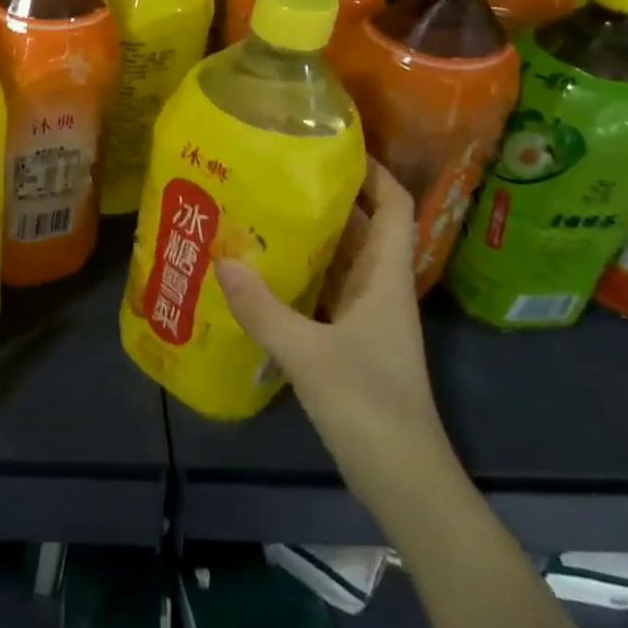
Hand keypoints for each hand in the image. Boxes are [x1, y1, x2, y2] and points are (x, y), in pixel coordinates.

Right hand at [217, 158, 452, 496]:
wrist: (405, 481)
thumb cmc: (369, 407)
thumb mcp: (309, 354)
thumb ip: (263, 308)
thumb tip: (222, 260)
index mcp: (386, 280)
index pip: (396, 209)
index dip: (376, 173)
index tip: (337, 146)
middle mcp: (381, 291)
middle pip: (365, 229)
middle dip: (330, 199)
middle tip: (279, 174)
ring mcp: (368, 320)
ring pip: (343, 262)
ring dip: (313, 238)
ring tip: (264, 212)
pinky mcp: (352, 344)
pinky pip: (327, 294)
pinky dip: (302, 277)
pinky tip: (264, 274)